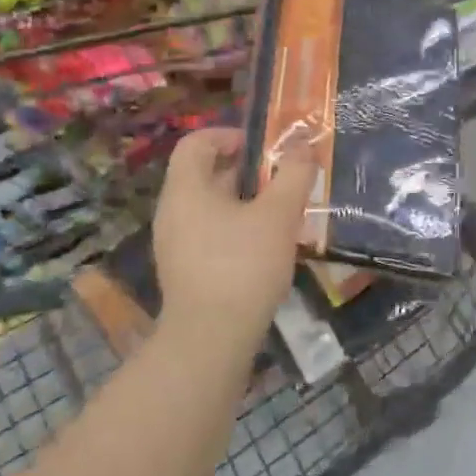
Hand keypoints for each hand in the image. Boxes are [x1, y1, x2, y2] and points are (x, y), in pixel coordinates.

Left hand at [152, 128, 314, 358]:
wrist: (211, 339)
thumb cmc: (242, 266)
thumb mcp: (278, 215)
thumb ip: (294, 175)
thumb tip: (303, 144)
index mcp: (186, 190)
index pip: (196, 142)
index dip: (228, 135)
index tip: (262, 147)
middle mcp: (172, 212)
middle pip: (204, 174)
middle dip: (245, 170)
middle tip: (282, 177)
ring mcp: (175, 244)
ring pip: (210, 207)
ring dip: (244, 201)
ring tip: (280, 212)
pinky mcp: (185, 271)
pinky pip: (209, 234)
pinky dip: (236, 228)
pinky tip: (265, 246)